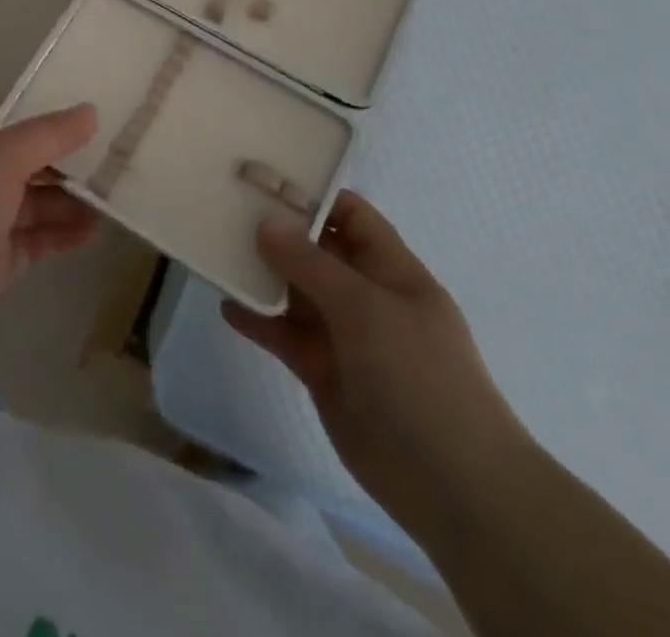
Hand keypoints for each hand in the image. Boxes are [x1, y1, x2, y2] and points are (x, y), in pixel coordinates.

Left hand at [0, 101, 99, 351]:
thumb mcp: (3, 154)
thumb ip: (50, 134)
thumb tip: (90, 111)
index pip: (14, 115)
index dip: (50, 112)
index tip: (94, 112)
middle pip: (31, 159)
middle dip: (70, 160)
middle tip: (119, 158)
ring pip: (37, 202)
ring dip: (72, 200)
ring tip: (117, 197)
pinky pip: (37, 240)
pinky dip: (63, 235)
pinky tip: (95, 231)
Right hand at [222, 192, 532, 544]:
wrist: (451, 486)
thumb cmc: (418, 375)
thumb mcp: (365, 307)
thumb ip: (311, 263)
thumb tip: (266, 221)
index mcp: (390, 268)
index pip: (350, 214)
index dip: (311, 195)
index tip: (262, 182)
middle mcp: (365, 294)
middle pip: (315, 250)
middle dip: (276, 231)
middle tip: (225, 210)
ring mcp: (343, 334)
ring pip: (295, 291)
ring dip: (262, 274)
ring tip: (217, 252)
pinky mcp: (322, 370)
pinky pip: (284, 334)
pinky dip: (258, 320)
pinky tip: (226, 305)